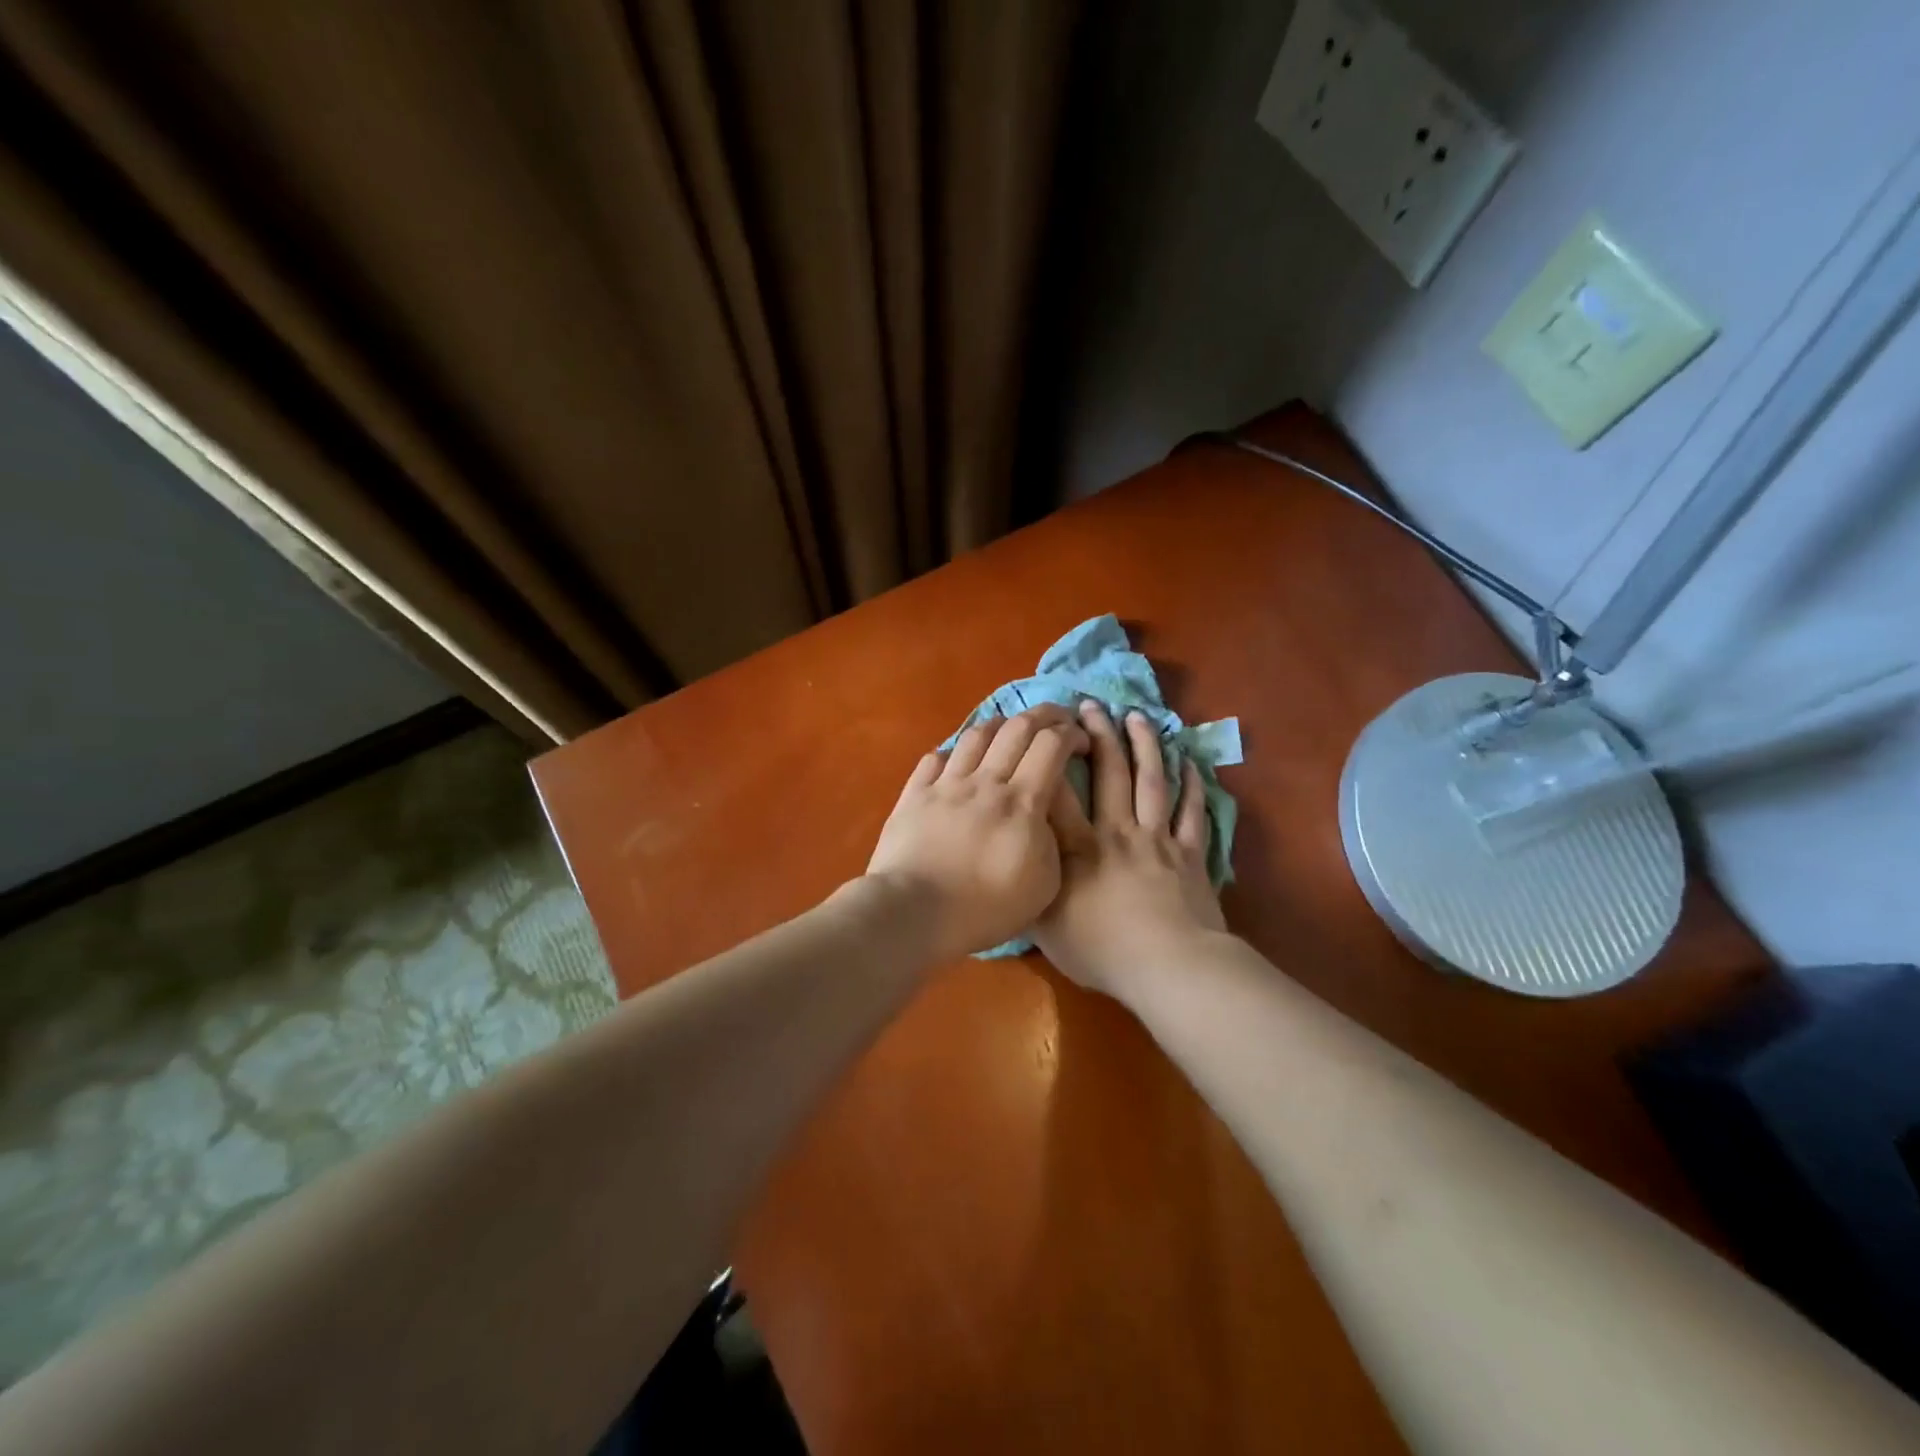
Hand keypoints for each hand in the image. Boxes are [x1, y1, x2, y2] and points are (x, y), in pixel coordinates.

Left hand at [864, 705, 1089, 961]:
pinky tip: (960, 762)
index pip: (1051, 745)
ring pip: (976, 734)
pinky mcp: (914, 795)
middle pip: (1017, 727)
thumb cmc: (985, 908)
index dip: (1072, 733)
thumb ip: (1053, 839)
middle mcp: (985, 781)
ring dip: (1000, 726)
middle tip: (1057, 720)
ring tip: (1009, 733)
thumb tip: (1045, 813)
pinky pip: (936, 758)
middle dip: (1044, 715)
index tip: (1082, 741)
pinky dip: (954, 753)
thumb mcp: (1044, 884)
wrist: (914, 912)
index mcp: (1022, 802)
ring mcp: (946, 784)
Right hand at [1035, 701, 1225, 996]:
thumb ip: (1030, 892)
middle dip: (1099, 735)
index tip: (1042, 730)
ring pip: (1151, 781)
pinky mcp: (1189, 854)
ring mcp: (1157, 839)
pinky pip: (1191, 811)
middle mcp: (1117, 832)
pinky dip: (1191, 784)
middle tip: (1090, 706)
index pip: (1058, 793)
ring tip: (1136, 716)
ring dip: (1144, 745)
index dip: (1049, 758)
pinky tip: (1188, 761)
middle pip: (1109, 773)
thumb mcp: (1047, 930)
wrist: (1169, 968)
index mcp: (1078, 848)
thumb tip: (1015, 867)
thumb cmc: (1102, 952)